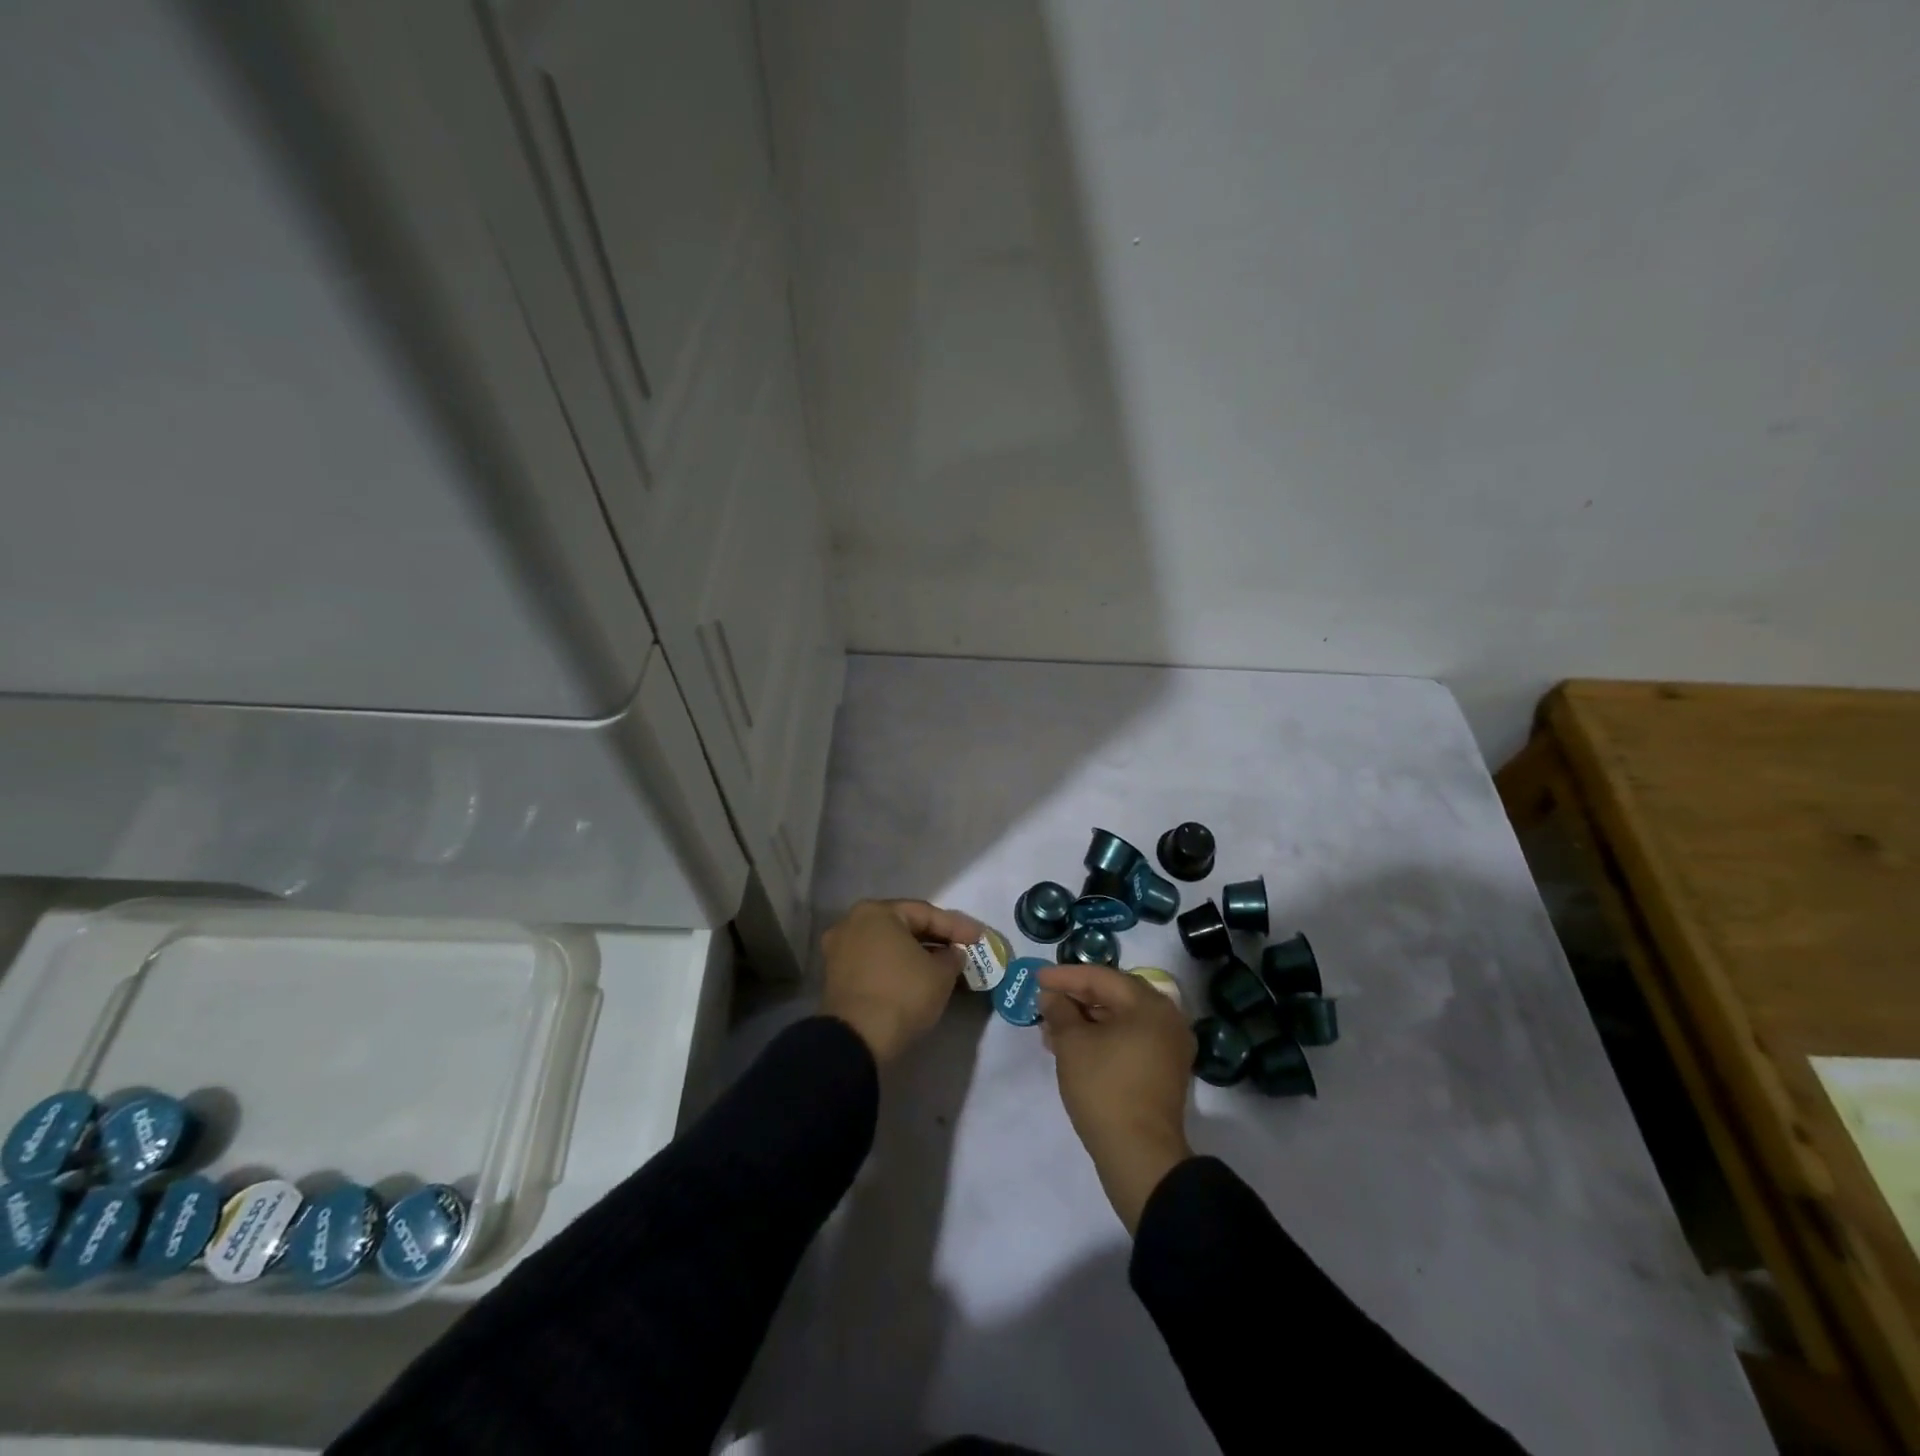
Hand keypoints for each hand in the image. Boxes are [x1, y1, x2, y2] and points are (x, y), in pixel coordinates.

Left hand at [820, 899, 987, 1065]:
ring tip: (944, 965)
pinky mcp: (836, 976)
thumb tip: (952, 953)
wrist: (857, 1040)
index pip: (925, 913)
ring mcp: (840, 949)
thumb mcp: (941, 974)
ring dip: (916, 953)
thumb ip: (952, 956)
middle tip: (963, 948)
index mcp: (877, 911)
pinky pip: (875, 962)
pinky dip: (897, 966)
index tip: (980, 938)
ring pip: (888, 945)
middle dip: (935, 938)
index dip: (957, 927)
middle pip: (904, 926)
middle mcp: (853, 922)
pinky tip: (917, 977)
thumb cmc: (902, 994)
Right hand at [1039, 963, 1196, 1233]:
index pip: (1101, 977)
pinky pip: (1129, 1039)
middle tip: (1045, 1001)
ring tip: (1051, 1028)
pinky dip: (1102, 1038)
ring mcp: (1168, 1046)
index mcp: (1149, 1005)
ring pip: (1120, 1019)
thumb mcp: (1072, 1044)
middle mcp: (1166, 1019)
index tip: (1036, 977)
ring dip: (1085, 1020)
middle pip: (1114, 995)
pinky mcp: (1163, 1071)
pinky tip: (1073, 1047)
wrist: (1140, 1155)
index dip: (1065, 976)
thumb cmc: (1104, 1088)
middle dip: (1076, 997)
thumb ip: (1059, 1011)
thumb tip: (1051, 996)